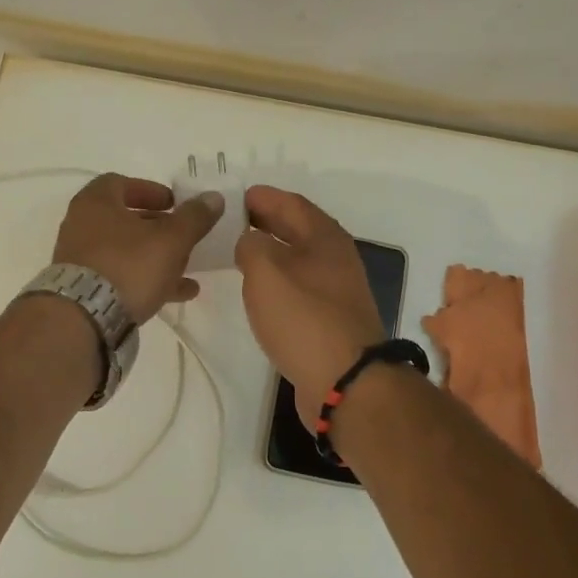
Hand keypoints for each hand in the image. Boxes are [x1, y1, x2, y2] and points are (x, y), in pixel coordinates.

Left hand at [52, 174, 223, 322]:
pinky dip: (146, 279)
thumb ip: (194, 217)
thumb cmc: (128, 265)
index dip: (151, 191)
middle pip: (125, 219)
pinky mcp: (84, 288)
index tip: (174, 204)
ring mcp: (80, 259)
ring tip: (188, 270)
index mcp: (96, 202)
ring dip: (156, 257)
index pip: (121, 183)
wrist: (85, 318)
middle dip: (158, 228)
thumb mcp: (171, 239)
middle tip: (184, 237)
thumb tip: (213, 197)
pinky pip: (119, 276)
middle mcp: (81, 225)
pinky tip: (177, 293)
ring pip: (125, 251)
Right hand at [236, 186, 385, 428]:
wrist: (345, 381)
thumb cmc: (304, 318)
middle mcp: (336, 258)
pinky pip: (299, 286)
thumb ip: (251, 245)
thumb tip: (250, 240)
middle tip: (231, 221)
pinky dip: (278, 279)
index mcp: (325, 237)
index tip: (234, 196)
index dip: (263, 196)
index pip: (291, 203)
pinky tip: (261, 291)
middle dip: (266, 221)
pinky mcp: (331, 319)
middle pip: (298, 229)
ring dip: (272, 252)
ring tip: (240, 253)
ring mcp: (337, 290)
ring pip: (299, 259)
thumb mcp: (266, 272)